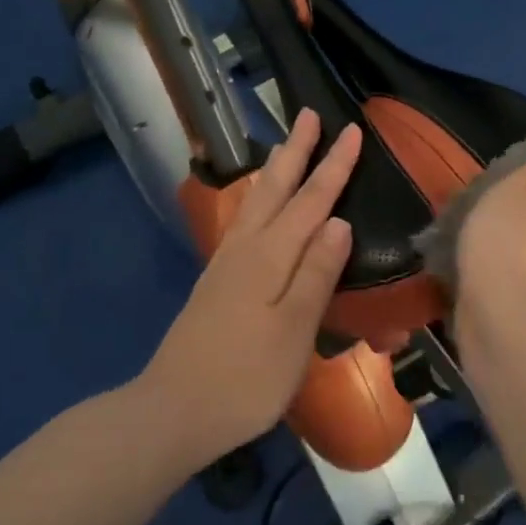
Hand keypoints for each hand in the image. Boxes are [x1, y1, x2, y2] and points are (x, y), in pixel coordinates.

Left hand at [137, 110, 360, 467]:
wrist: (174, 410)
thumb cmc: (245, 377)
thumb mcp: (293, 330)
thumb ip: (317, 274)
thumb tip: (339, 222)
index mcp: (270, 257)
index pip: (311, 201)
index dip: (333, 166)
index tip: (352, 130)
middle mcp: (246, 249)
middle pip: (276, 189)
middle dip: (296, 150)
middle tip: (307, 114)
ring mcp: (226, 264)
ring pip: (255, 202)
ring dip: (274, 170)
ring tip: (285, 146)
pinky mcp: (216, 282)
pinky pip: (244, 221)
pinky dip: (258, 199)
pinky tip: (258, 206)